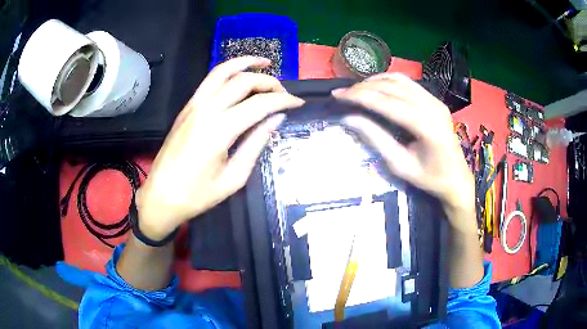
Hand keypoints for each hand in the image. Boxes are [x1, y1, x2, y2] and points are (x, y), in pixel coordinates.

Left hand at [135, 57, 303, 239]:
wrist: (161, 195)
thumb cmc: (197, 195)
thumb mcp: (233, 177)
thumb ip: (256, 144)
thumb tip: (276, 120)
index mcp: (220, 131)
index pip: (260, 104)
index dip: (283, 100)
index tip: (298, 103)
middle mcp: (206, 110)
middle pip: (243, 81)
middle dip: (269, 82)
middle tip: (284, 92)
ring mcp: (194, 105)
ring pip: (223, 72)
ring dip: (245, 63)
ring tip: (264, 62)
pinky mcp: (187, 107)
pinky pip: (209, 80)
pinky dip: (227, 71)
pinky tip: (239, 74)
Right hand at [333, 73, 474, 233]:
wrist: (456, 178)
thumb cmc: (430, 178)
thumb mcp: (400, 165)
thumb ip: (376, 139)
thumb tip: (349, 118)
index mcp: (425, 126)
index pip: (386, 102)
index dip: (359, 96)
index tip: (337, 96)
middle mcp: (432, 106)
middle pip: (391, 87)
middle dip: (362, 87)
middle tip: (341, 94)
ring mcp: (435, 100)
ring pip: (399, 80)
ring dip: (374, 81)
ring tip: (356, 90)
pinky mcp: (435, 100)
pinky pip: (408, 83)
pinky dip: (388, 81)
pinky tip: (376, 87)